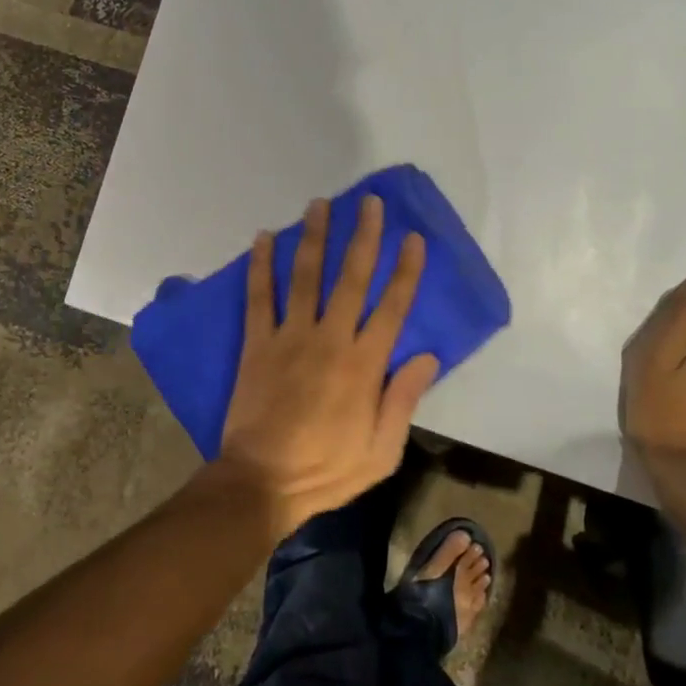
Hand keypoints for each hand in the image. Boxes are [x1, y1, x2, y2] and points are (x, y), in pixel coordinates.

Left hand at [213, 195, 439, 537]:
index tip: (413, 238)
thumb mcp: (382, 451)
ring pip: (305, 276)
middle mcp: (329, 339)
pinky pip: (259, 297)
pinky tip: (262, 237)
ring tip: (319, 204)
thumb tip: (428, 356)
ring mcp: (290, 337)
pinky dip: (260, 265)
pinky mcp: (257, 343)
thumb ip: (403, 399)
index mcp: (364, 365)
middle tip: (369, 203)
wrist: (262, 482)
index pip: (392, 307)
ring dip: (314, 237)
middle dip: (363, 237)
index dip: (406, 270)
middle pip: (351, 278)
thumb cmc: (327, 469)